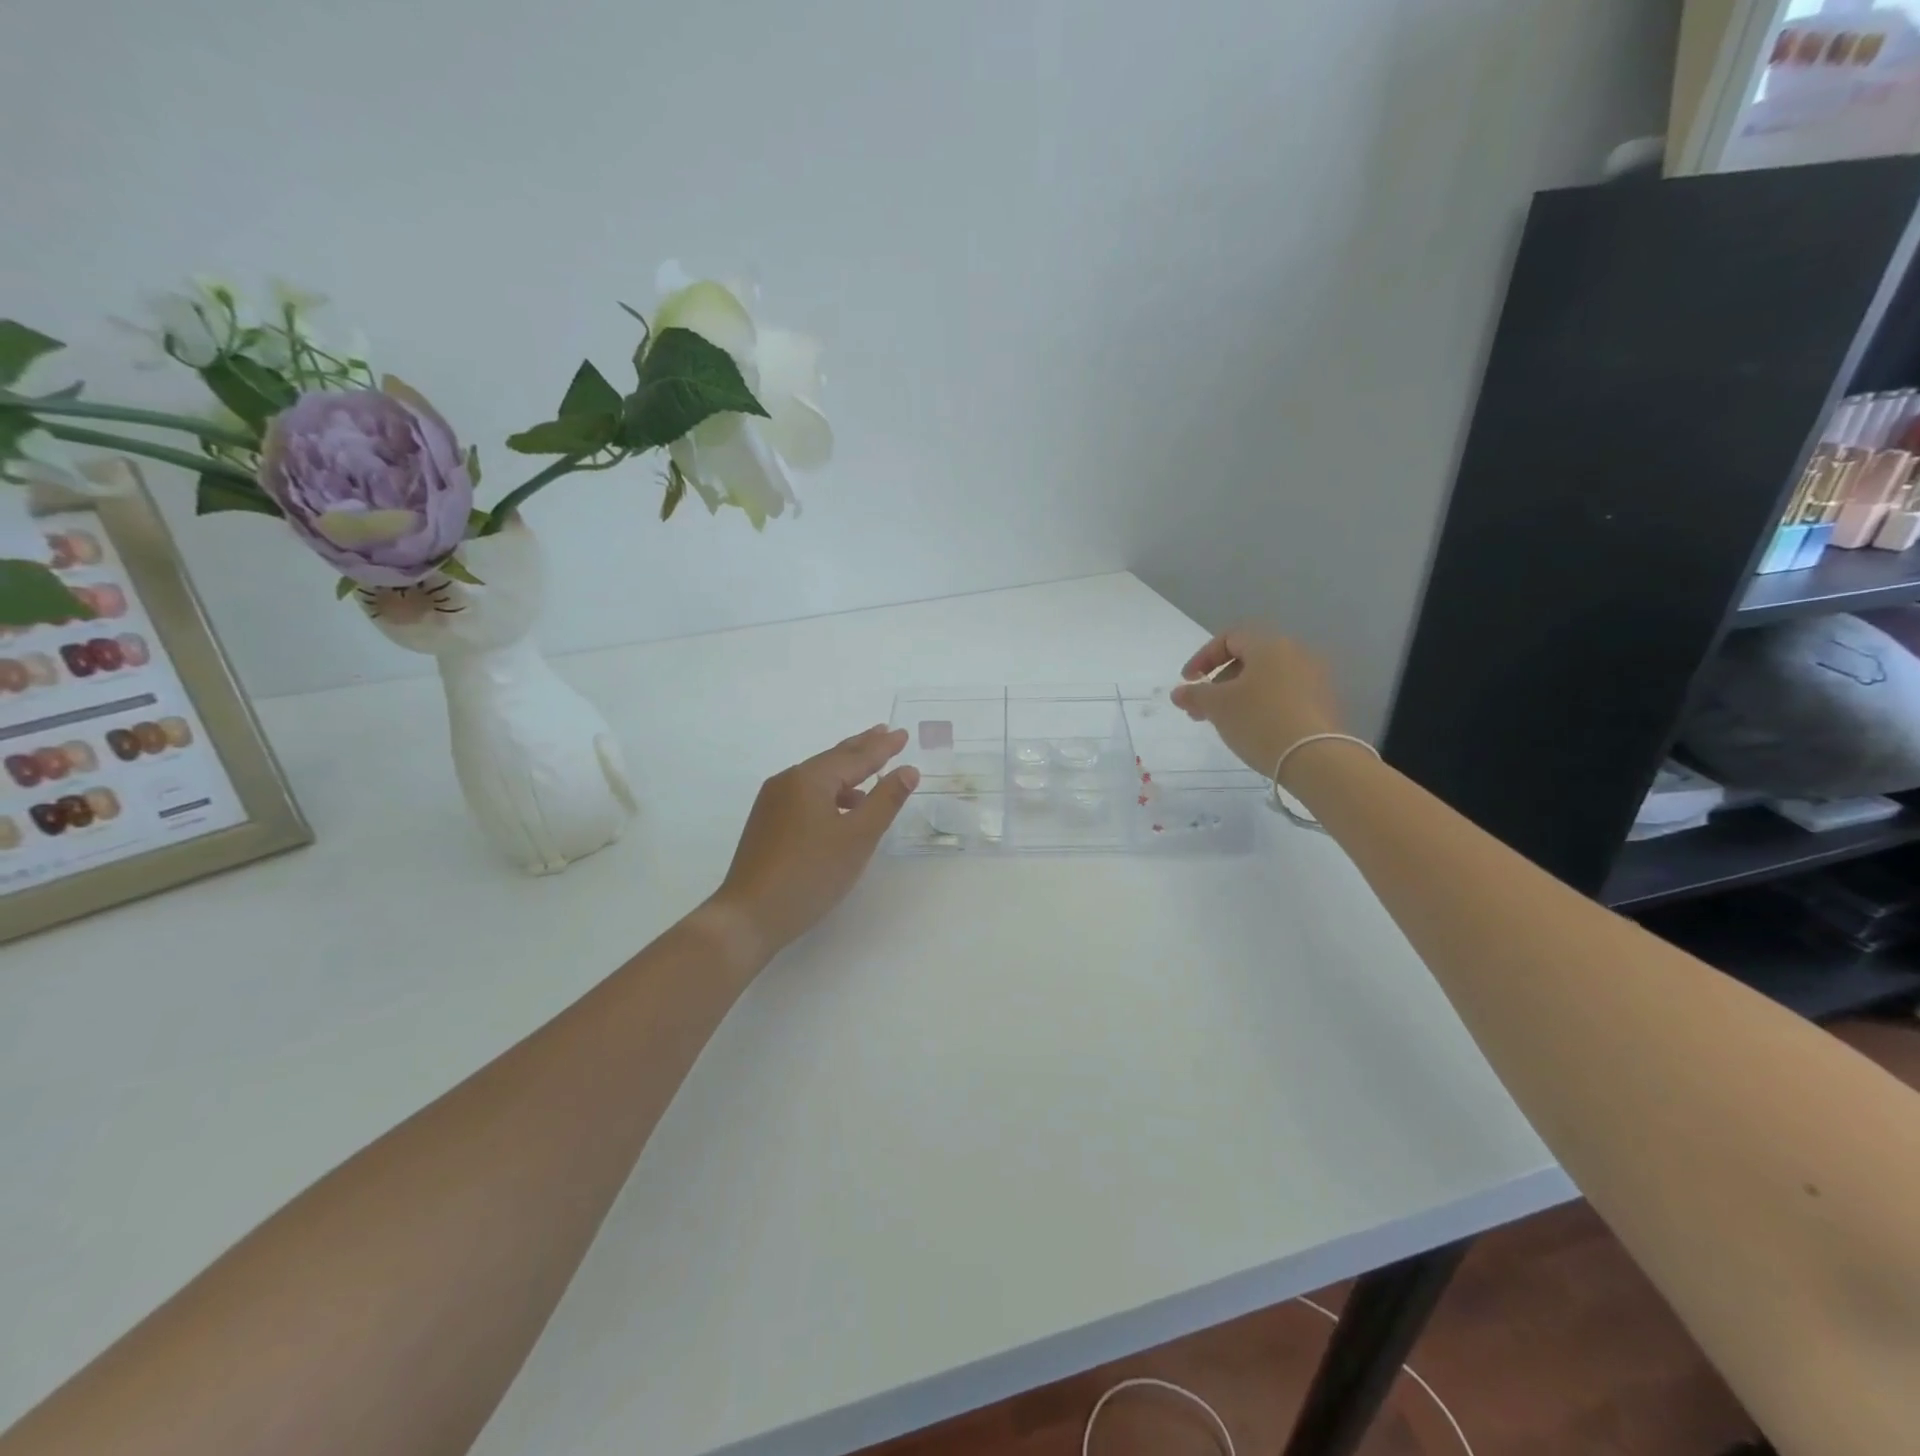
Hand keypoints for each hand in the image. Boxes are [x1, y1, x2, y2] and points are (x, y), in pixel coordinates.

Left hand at [709, 725, 919, 961]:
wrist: (749, 915)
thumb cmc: (810, 874)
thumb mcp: (858, 837)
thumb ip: (885, 801)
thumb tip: (908, 770)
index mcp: (810, 779)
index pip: (855, 756)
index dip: (882, 747)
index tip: (902, 734)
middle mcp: (788, 781)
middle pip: (833, 759)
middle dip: (862, 748)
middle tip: (885, 732)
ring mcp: (773, 802)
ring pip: (818, 778)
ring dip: (846, 772)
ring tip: (870, 770)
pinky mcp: (767, 823)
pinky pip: (806, 794)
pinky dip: (830, 792)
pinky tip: (842, 808)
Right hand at [1169, 627, 1344, 778]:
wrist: (1316, 758)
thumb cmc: (1259, 721)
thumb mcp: (1217, 706)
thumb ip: (1194, 694)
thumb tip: (1179, 692)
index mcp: (1270, 645)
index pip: (1229, 638)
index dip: (1203, 658)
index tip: (1188, 682)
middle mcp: (1296, 653)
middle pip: (1249, 659)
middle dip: (1219, 682)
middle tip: (1201, 708)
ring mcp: (1315, 678)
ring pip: (1267, 679)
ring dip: (1240, 695)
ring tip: (1224, 722)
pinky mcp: (1324, 703)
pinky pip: (1285, 695)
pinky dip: (1263, 705)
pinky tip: (1253, 729)